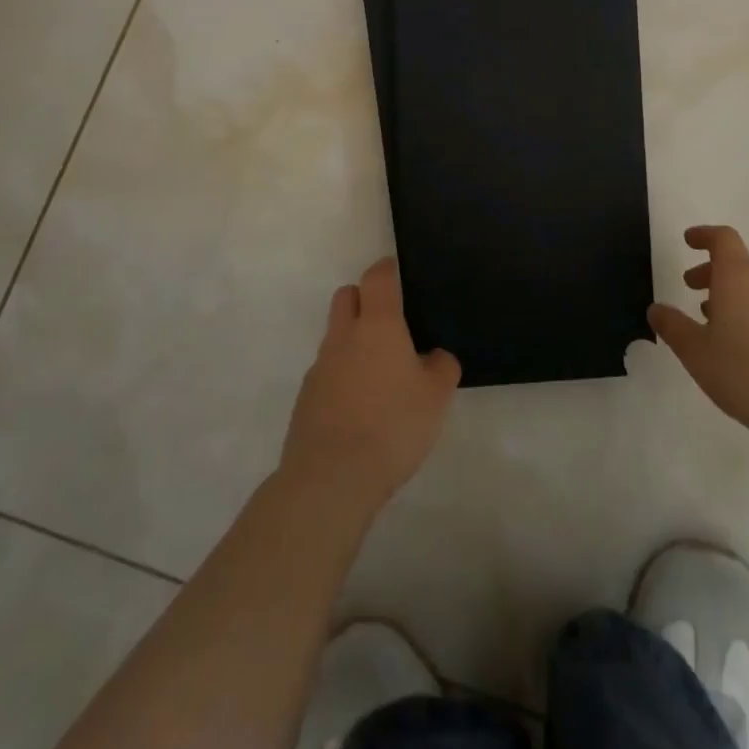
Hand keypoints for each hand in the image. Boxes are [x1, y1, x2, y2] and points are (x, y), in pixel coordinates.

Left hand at [280, 258, 460, 515]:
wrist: (331, 478)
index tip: (399, 275)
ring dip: (354, 341)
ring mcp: (320, 367)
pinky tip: (360, 407)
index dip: (388, 270)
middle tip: (390, 323)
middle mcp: (344, 336)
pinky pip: (327, 371)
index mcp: (378, 325)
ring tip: (380, 375)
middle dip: (364, 299)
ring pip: (336, 335)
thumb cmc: (392, 425)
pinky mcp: (306, 398)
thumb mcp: (436, 397)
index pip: (377, 277)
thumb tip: (435, 356)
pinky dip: (343, 376)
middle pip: (346, 296)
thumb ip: (442, 367)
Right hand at [649, 225, 748, 449]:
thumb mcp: (695, 351)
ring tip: (707, 321)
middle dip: (709, 271)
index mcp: (738, 278)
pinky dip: (744, 314)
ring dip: (726, 295)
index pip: (723, 239)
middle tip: (688, 287)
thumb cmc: (745, 371)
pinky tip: (734, 346)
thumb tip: (656, 308)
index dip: (704, 235)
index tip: (688, 241)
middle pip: (736, 264)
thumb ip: (673, 326)